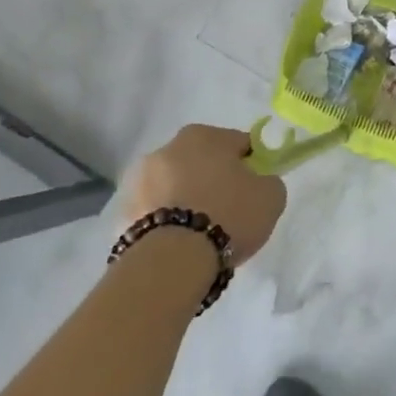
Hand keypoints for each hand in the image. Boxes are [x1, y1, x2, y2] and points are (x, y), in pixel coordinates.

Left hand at [124, 124, 285, 266]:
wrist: (173, 260)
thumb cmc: (228, 215)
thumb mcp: (272, 196)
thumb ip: (268, 180)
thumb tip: (259, 182)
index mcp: (204, 135)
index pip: (239, 144)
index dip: (251, 166)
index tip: (255, 190)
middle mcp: (168, 147)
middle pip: (203, 161)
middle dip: (214, 180)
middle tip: (229, 211)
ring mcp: (140, 179)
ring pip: (176, 185)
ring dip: (187, 198)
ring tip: (201, 233)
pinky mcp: (123, 211)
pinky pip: (156, 211)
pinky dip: (167, 220)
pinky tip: (180, 243)